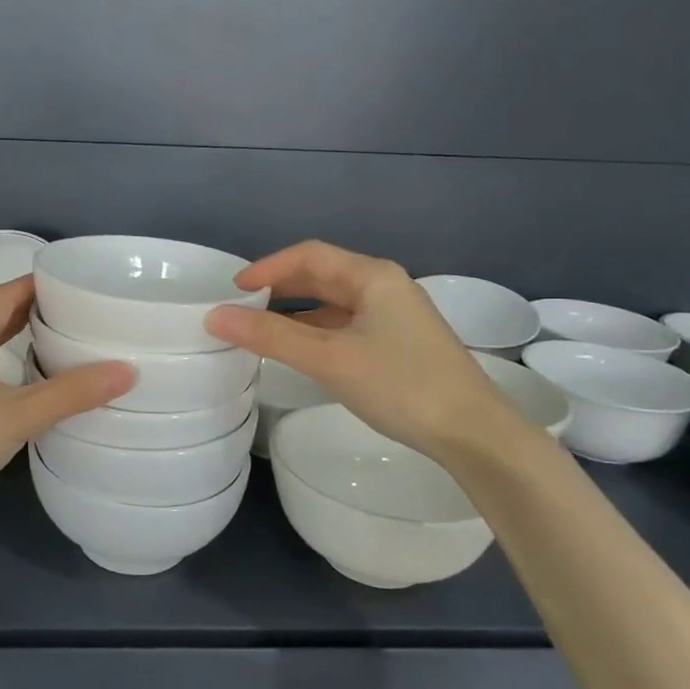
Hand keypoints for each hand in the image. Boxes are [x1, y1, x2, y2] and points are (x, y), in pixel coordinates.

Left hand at [0, 275, 134, 511]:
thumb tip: (128, 370)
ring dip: (17, 335)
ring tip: (58, 340)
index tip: (74, 282)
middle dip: (32, 307)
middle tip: (75, 311)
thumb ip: (72, 393)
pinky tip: (23, 382)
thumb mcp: (19, 415)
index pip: (7, 292)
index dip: (38, 283)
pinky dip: (5, 360)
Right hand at [204, 241, 526, 459]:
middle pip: (322, 275)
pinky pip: (347, 325)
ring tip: (261, 330)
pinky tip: (301, 351)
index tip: (233, 290)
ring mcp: (395, 316)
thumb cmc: (401, 385)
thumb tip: (215, 317)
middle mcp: (385, 287)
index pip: (309, 255)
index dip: (267, 267)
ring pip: (334, 303)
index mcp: (372, 276)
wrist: (474, 433)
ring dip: (297, 312)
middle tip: (241, 308)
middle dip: (280, 288)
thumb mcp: (329, 359)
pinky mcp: (400, 343)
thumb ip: (271, 336)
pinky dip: (317, 332)